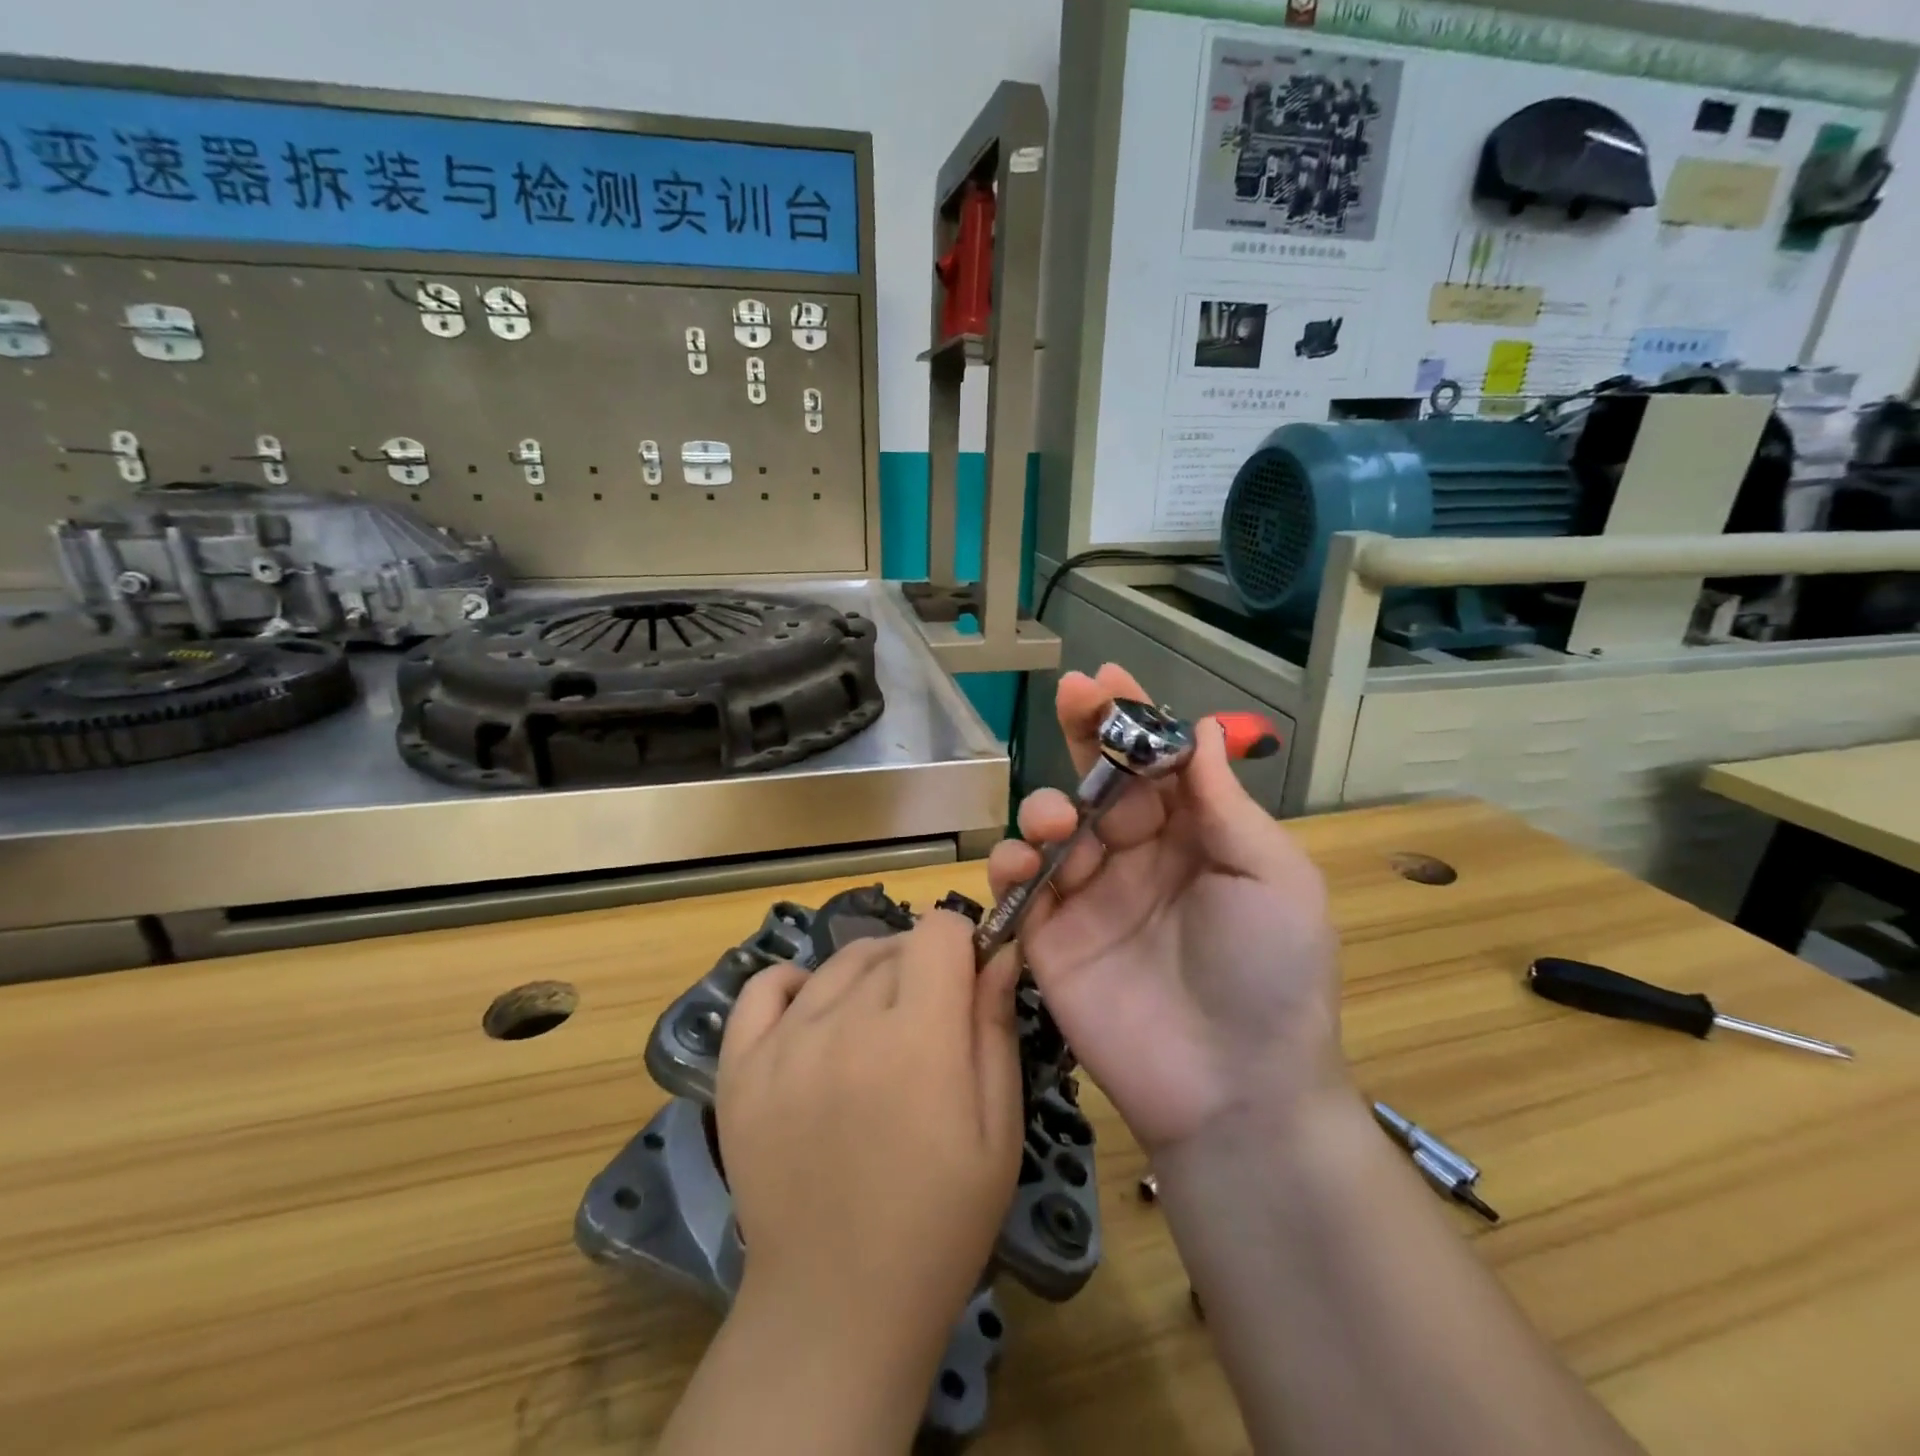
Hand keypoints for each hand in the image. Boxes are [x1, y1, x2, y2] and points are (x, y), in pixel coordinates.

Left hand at [715, 909, 1023, 1368]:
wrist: (838, 1308)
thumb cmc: (940, 1223)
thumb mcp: (998, 1130)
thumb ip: (995, 1028)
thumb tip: (1000, 952)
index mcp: (917, 1038)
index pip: (939, 930)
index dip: (962, 945)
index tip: (968, 982)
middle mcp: (845, 1023)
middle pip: (892, 946)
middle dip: (922, 966)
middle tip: (930, 1023)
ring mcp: (784, 1043)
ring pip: (838, 962)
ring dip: (870, 975)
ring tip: (879, 1027)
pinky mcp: (739, 1068)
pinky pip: (763, 987)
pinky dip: (795, 984)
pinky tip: (815, 1013)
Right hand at [988, 664, 1349, 1155]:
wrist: (1236, 1089)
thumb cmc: (1270, 973)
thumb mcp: (1271, 875)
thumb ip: (1223, 802)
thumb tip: (1201, 728)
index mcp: (1192, 836)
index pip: (1153, 763)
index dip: (1131, 718)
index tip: (1106, 677)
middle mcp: (1136, 856)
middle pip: (1097, 780)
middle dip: (1084, 733)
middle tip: (1072, 696)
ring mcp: (1088, 896)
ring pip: (1051, 826)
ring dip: (1048, 805)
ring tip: (1061, 820)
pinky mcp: (1050, 938)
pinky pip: (1019, 886)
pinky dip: (1011, 864)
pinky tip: (1023, 863)